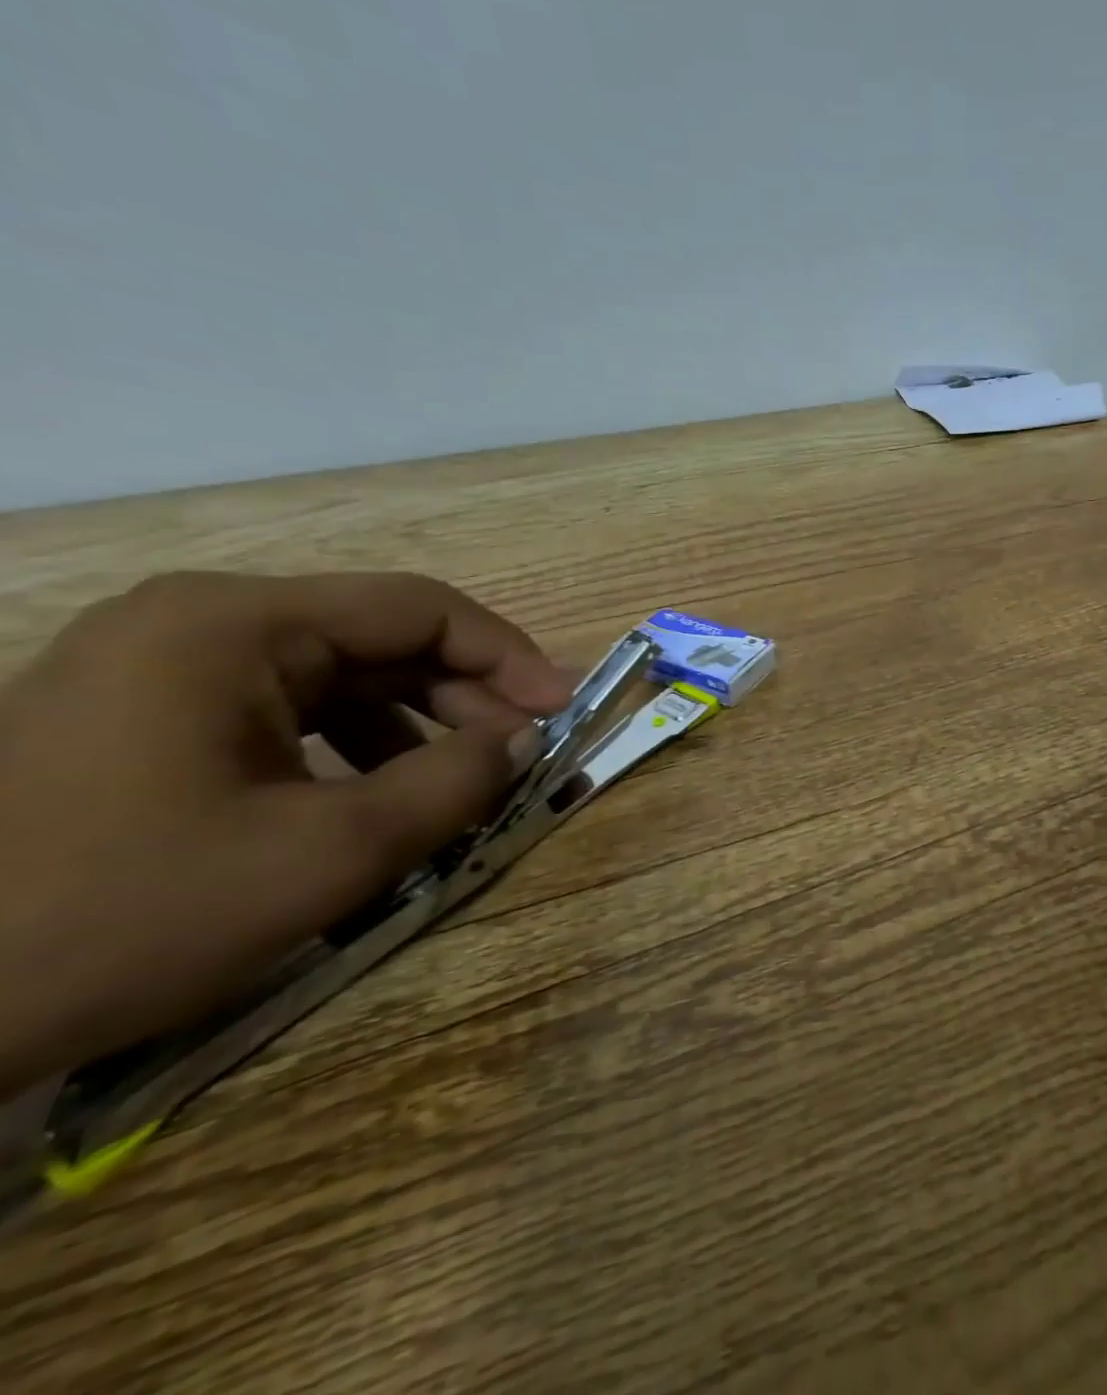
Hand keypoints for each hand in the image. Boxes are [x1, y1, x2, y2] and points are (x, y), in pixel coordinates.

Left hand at [0, 572, 574, 1096]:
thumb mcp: (332, 850)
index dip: (511, 656)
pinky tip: (377, 800)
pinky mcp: (148, 717)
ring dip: (419, 727)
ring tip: (460, 787)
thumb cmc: (127, 912)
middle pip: (382, 639)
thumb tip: (525, 740)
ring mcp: (164, 668)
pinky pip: (291, 711)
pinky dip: (357, 748)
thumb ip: (456, 780)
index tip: (565, 710)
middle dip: (467, 697)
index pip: (421, 608)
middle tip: (523, 755)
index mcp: (237, 626)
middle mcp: (200, 624)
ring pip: (342, 677)